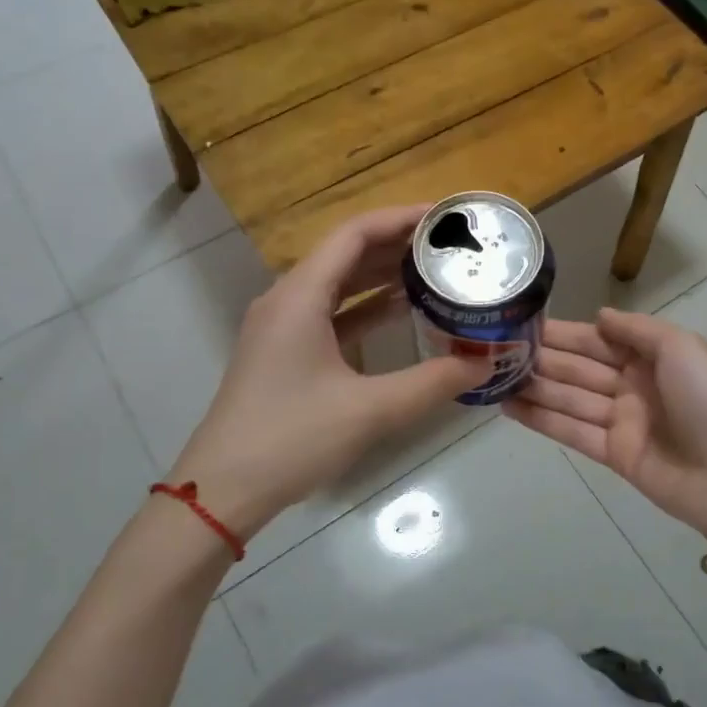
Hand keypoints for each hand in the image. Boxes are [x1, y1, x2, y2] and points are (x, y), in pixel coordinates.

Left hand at [170, 206, 486, 536]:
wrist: (223, 489)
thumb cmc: (291, 439)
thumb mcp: (369, 410)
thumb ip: (431, 383)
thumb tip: (483, 364)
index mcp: (300, 296)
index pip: (354, 234)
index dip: (400, 218)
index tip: (444, 216)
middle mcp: (287, 299)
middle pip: (346, 253)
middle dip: (397, 244)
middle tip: (449, 245)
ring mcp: (282, 326)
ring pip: (338, 284)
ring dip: (382, 275)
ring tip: (434, 270)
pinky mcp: (284, 352)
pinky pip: (331, 312)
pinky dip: (366, 308)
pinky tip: (401, 313)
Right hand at [506, 308, 706, 547]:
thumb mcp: (682, 348)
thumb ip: (637, 329)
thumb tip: (599, 315)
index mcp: (653, 356)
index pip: (598, 339)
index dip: (563, 332)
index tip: (524, 324)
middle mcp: (634, 384)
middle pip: (580, 367)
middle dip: (542, 358)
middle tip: (495, 350)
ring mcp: (623, 421)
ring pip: (570, 398)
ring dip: (534, 388)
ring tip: (492, 378)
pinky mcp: (614, 455)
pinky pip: (572, 432)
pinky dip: (542, 420)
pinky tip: (509, 407)